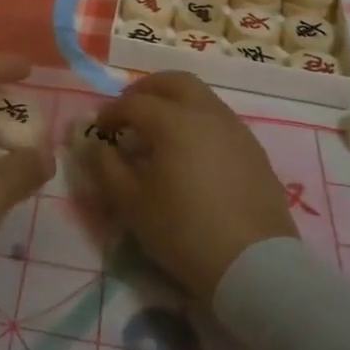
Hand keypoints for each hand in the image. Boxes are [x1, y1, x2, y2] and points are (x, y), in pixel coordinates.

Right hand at [83, 71, 295, 301]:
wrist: (255, 267)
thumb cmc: (185, 232)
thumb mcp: (133, 205)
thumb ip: (107, 168)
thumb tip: (94, 145)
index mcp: (174, 121)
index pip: (134, 103)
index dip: (112, 112)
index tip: (99, 127)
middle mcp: (206, 113)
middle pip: (174, 82)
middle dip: (148, 89)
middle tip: (131, 109)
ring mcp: (236, 129)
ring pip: (202, 97)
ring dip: (176, 102)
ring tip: (161, 130)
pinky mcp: (255, 150)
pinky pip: (220, 120)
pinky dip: (199, 121)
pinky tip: (193, 151)